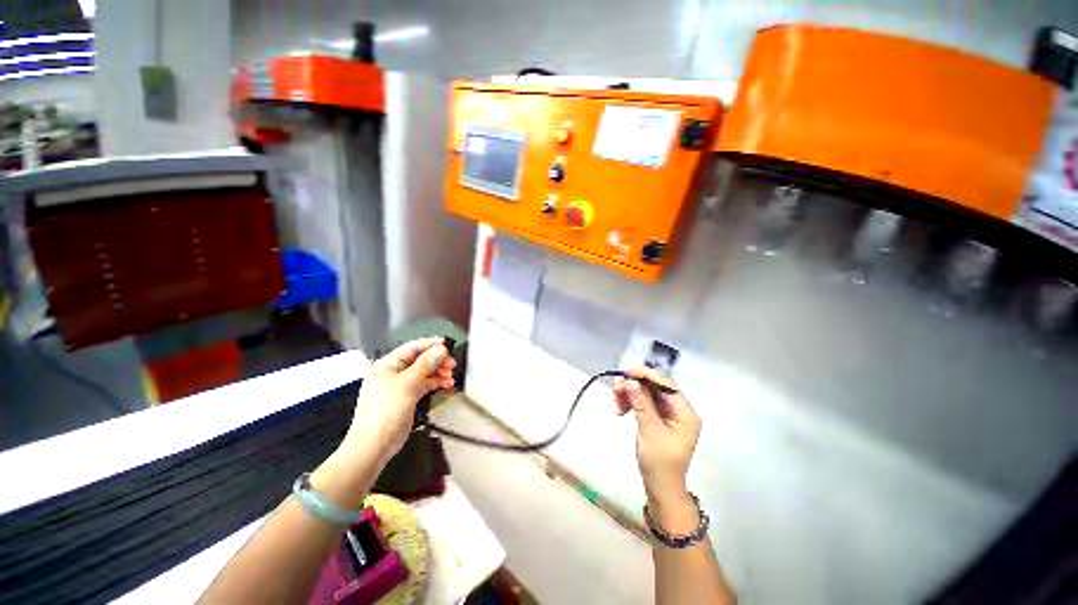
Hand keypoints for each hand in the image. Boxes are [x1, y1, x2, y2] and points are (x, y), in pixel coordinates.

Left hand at [340, 337, 454, 466]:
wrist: (373, 447)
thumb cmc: (385, 412)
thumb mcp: (406, 385)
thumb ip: (425, 365)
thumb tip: (440, 349)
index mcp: (387, 365)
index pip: (412, 347)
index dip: (431, 344)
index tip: (448, 344)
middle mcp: (393, 372)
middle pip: (420, 359)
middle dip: (437, 360)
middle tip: (452, 365)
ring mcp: (400, 385)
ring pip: (424, 372)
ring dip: (438, 372)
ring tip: (451, 376)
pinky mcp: (407, 397)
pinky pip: (424, 384)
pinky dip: (435, 383)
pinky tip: (447, 384)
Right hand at [614, 367, 700, 505]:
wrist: (660, 487)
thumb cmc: (659, 462)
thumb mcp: (650, 430)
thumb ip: (641, 403)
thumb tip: (631, 381)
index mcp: (685, 413)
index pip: (666, 384)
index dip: (646, 375)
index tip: (627, 373)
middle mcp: (679, 410)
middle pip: (655, 387)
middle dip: (634, 386)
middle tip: (615, 390)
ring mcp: (669, 414)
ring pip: (647, 393)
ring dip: (630, 394)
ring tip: (615, 403)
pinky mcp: (659, 418)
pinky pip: (644, 403)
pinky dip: (631, 402)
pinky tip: (620, 409)